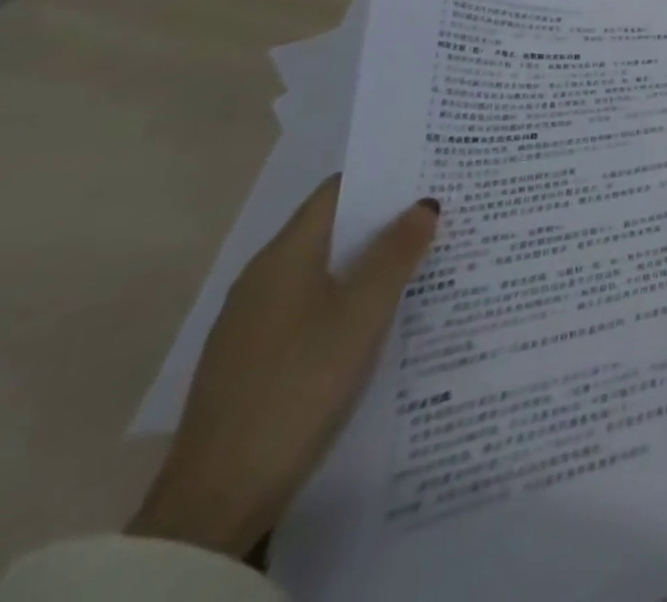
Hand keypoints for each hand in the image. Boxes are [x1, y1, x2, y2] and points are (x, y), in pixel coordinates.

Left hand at [128, 177, 437, 557]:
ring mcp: (256, 322)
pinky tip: (390, 311)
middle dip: (388, 218)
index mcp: (284, 256)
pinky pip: (317, 305)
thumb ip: (397, 253)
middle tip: (448, 210)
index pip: (339, 192)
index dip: (386, 176)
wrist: (219, 498)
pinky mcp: (259, 358)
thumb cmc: (300, 383)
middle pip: (335, 229)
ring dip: (375, 259)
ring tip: (432, 255)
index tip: (435, 169)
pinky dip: (355, 295)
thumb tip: (424, 203)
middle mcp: (264, 279)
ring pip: (328, 270)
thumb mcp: (363, 312)